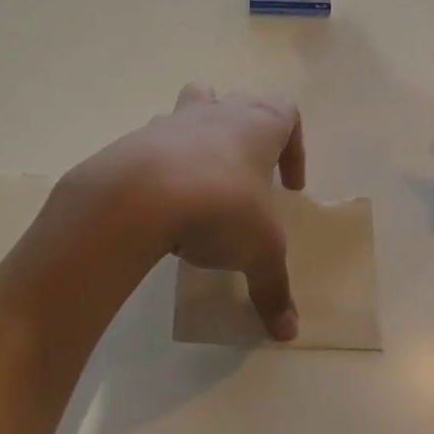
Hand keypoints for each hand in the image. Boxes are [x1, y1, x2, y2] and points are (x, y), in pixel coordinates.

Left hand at [67, 84, 303, 340]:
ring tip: (205, 178)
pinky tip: (164, 201)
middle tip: (249, 178)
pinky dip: (165, 162)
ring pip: (197, 103)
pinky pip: (158, 140)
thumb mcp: (259, 252)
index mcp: (259, 125)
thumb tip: (288, 332)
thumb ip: (274, 288)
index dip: (295, 146)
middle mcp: (219, 111)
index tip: (290, 186)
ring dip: (204, 133)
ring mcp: (175, 120)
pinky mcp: (138, 138)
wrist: (139, 195)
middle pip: (241, 101)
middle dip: (249, 134)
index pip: (288, 113)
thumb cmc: (219, 207)